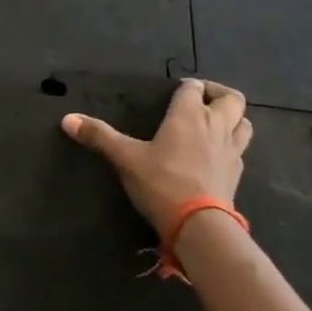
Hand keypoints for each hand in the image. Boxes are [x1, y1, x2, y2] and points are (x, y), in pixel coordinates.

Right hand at [61, 79, 253, 230]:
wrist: (198, 223)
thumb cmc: (161, 182)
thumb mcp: (125, 158)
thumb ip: (98, 136)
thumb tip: (67, 119)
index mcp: (189, 115)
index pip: (194, 88)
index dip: (186, 86)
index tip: (175, 91)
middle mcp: (216, 125)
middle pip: (231, 97)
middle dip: (218, 93)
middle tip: (201, 100)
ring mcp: (232, 149)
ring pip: (244, 121)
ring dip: (233, 117)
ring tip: (216, 123)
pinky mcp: (237, 172)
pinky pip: (241, 148)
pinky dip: (232, 144)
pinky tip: (217, 154)